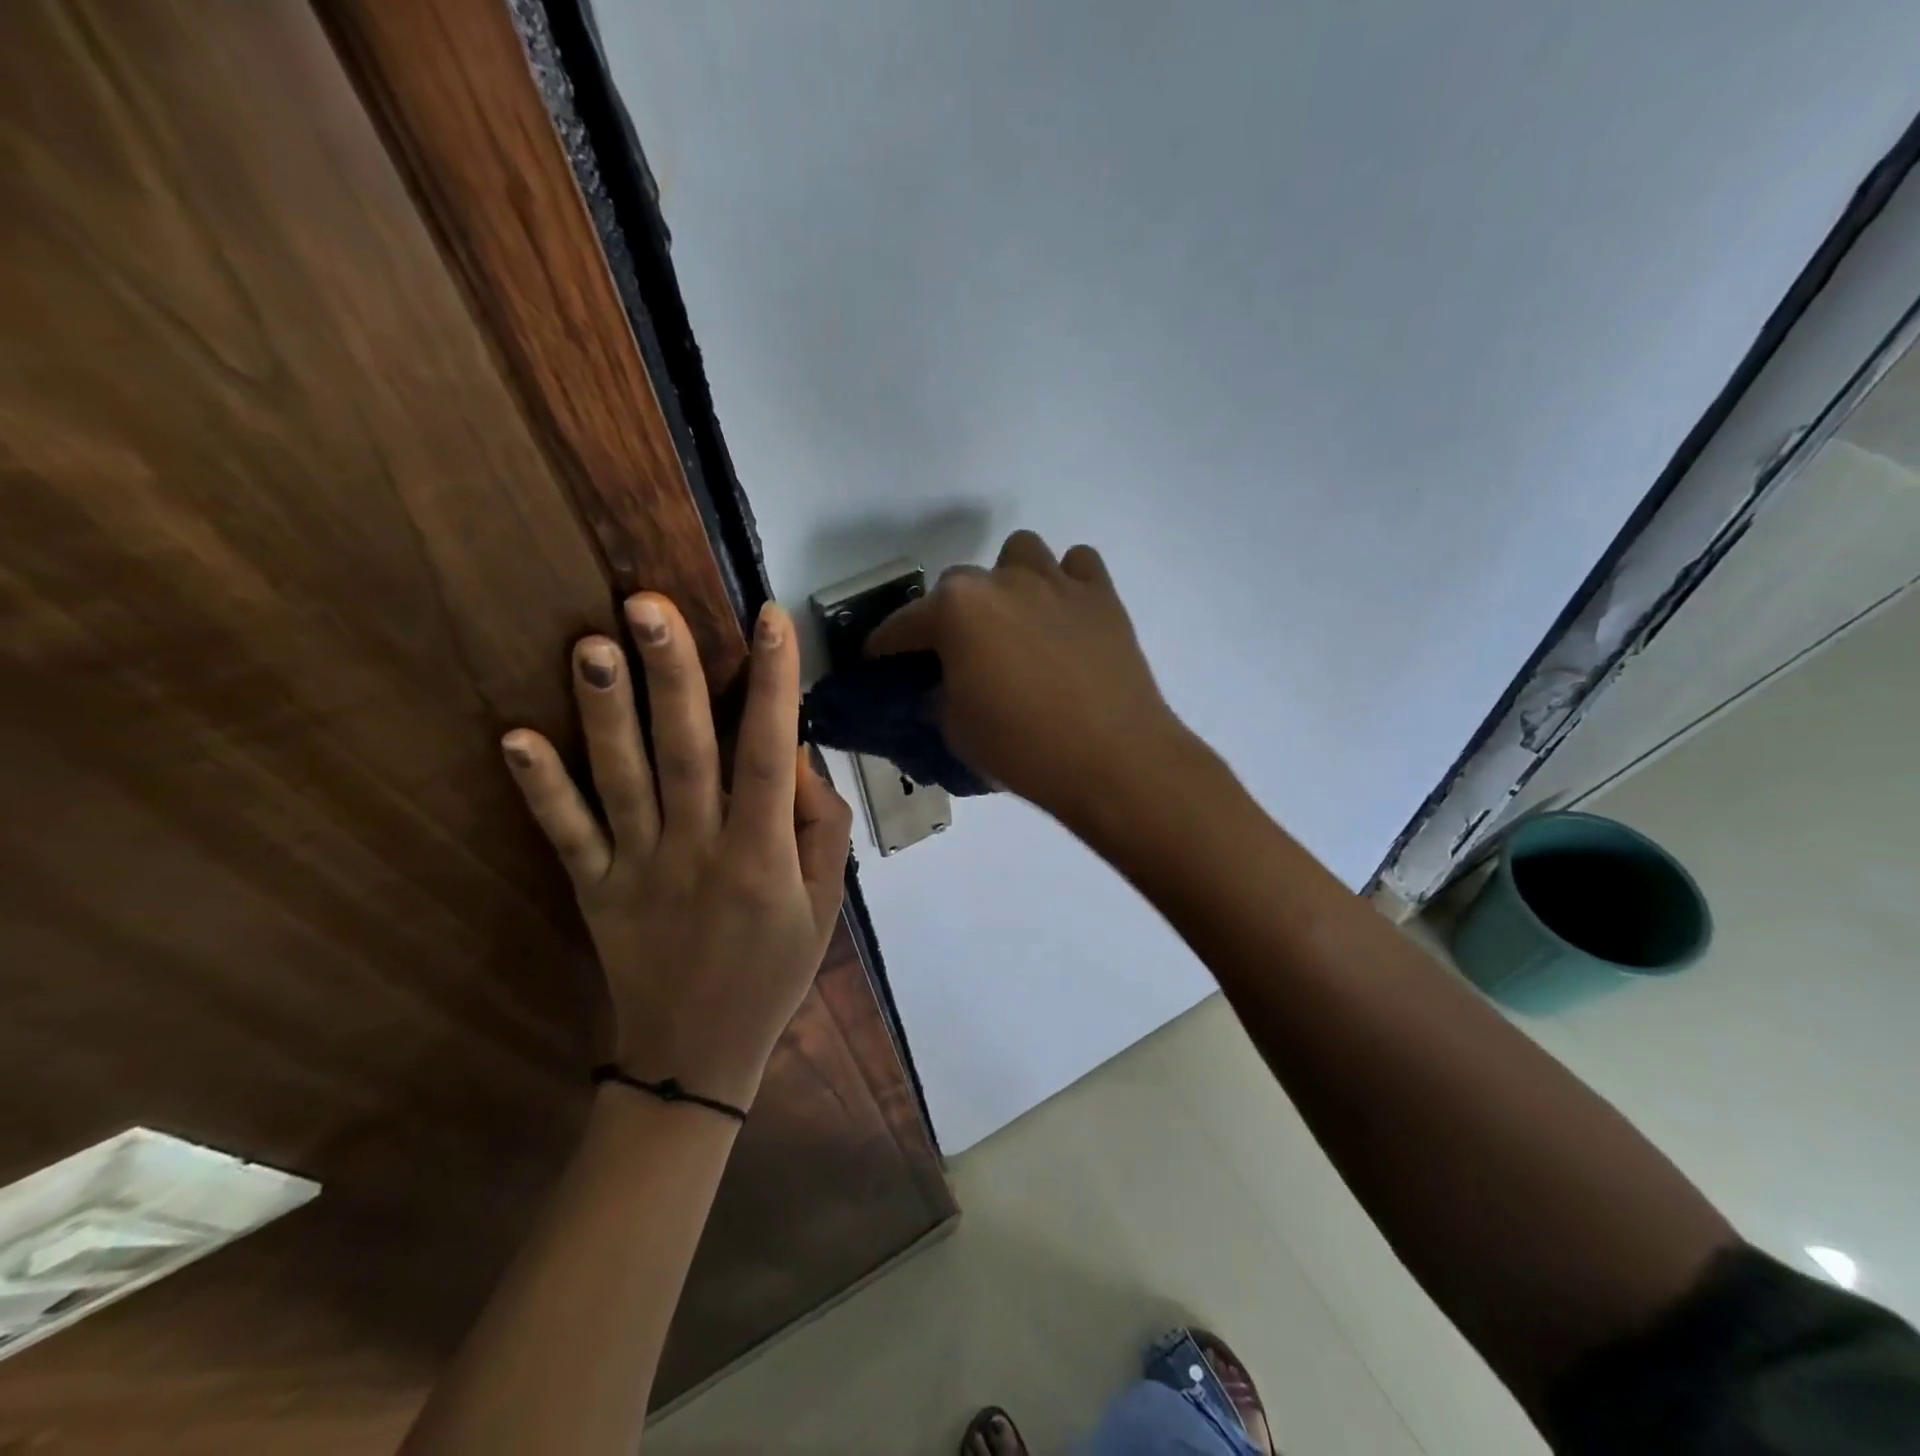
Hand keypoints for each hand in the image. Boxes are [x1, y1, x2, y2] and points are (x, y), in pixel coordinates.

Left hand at [501, 595, 852, 1111]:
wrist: (696, 1056)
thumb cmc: (773, 973)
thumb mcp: (825, 905)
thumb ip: (822, 828)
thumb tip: (797, 756)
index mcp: (761, 856)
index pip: (770, 755)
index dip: (774, 685)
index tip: (770, 619)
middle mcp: (698, 851)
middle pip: (687, 752)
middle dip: (672, 675)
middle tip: (650, 605)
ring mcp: (638, 869)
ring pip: (622, 781)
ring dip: (605, 713)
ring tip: (592, 644)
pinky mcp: (594, 889)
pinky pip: (567, 834)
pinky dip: (541, 788)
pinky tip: (515, 738)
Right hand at [866, 530, 1185, 824]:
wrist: (1113, 760)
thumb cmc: (1023, 749)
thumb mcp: (958, 731)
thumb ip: (938, 698)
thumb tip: (939, 688)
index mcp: (957, 610)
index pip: (903, 624)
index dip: (885, 645)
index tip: (878, 659)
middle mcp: (1001, 581)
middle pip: (958, 583)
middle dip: (949, 616)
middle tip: (957, 654)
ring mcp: (1056, 582)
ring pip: (1020, 553)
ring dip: (1008, 580)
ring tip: (1014, 620)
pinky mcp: (1101, 595)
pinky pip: (1077, 566)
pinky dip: (1065, 582)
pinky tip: (1063, 614)